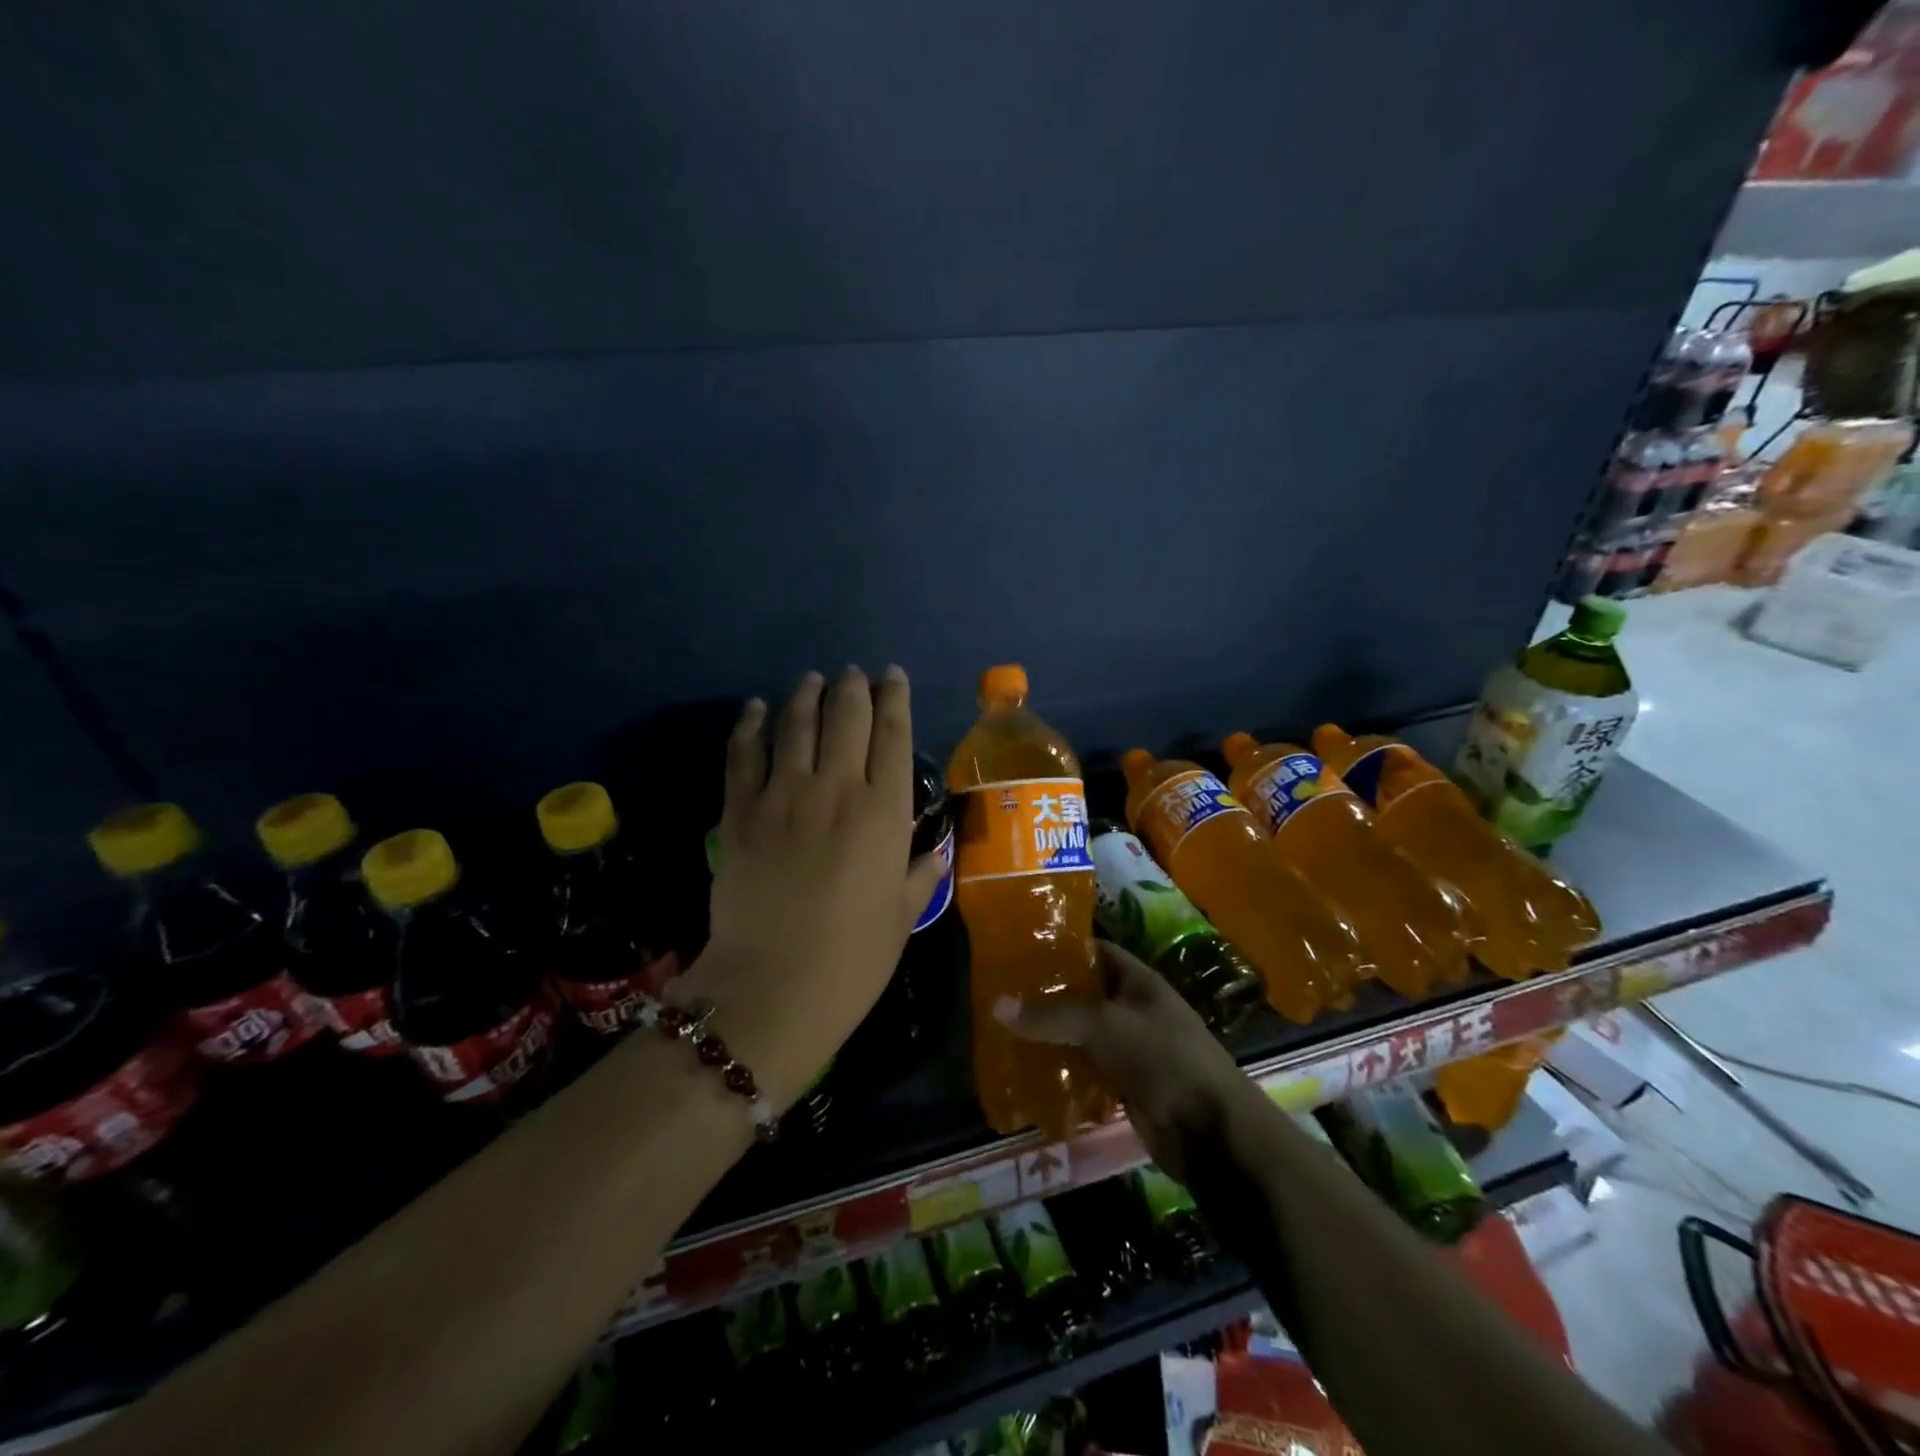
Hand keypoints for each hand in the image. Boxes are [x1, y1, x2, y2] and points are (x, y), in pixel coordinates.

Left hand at [682, 666, 945, 1109]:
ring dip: (806, 694)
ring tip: (812, 679)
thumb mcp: (901, 919)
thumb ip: (920, 877)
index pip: (893, 735)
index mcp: (883, 813)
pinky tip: (757, 708)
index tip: (892, 676)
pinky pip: (743, 754)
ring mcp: (783, 796)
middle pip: (846, 717)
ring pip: (796, 724)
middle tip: (853, 674)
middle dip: (853, 687)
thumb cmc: (852, 959)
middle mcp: (836, 789)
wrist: (772, 988)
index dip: (895, 698)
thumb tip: (936, 854)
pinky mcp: (738, 812)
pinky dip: (751, 725)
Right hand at [994, 943, 1251, 1183]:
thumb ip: (1052, 1015)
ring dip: (1053, 1035)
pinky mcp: (1127, 1086)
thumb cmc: (1164, 1059)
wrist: (1212, 1132)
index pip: (1097, 951)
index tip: (1021, 949)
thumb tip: (996, 1004)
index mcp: (1139, 982)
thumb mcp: (1105, 1026)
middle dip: (1050, 995)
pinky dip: (1063, 1070)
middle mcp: (1135, 1010)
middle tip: (1002, 992)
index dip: (1063, 948)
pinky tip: (1029, 1072)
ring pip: (1084, 1035)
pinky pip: (1088, 1070)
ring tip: (1005, 1030)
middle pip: (1086, 994)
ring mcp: (1132, 1050)